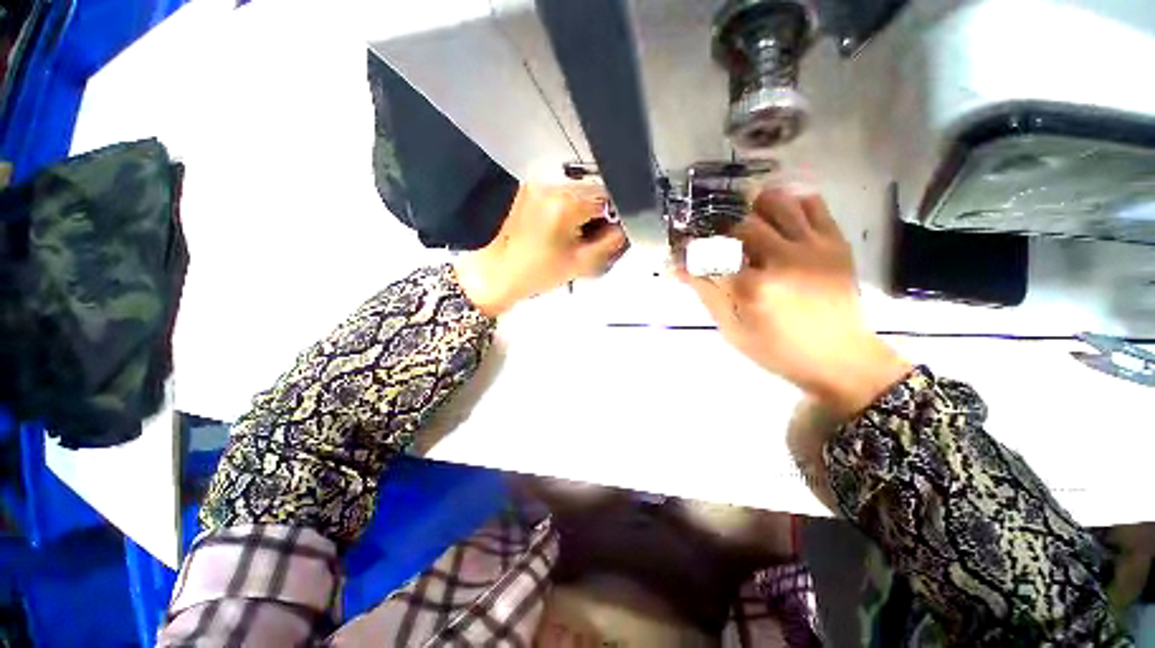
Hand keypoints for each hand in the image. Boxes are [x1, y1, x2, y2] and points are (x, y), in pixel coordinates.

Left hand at [454, 183, 626, 316]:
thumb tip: (625, 227)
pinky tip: (566, 224)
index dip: (617, 217)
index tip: (614, 233)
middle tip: (597, 235)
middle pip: (595, 190)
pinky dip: (572, 205)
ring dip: (588, 207)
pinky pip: (563, 191)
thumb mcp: (581, 263)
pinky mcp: (531, 187)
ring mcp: (539, 182)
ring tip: (580, 231)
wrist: (497, 271)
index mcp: (565, 203)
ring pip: (580, 189)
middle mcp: (552, 184)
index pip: (609, 199)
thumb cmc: (537, 272)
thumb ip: (611, 243)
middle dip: (603, 211)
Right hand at [678, 186, 910, 417]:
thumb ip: (707, 295)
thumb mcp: (733, 330)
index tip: (684, 250)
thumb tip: (679, 268)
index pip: (710, 255)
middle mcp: (782, 259)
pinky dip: (791, 204)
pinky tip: (780, 221)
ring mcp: (813, 246)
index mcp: (753, 287)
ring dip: (754, 208)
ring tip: (747, 222)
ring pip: (777, 203)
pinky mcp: (835, 242)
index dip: (692, 249)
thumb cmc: (779, 350)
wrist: (841, 358)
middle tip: (716, 240)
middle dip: (721, 228)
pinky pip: (812, 205)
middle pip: (741, 223)